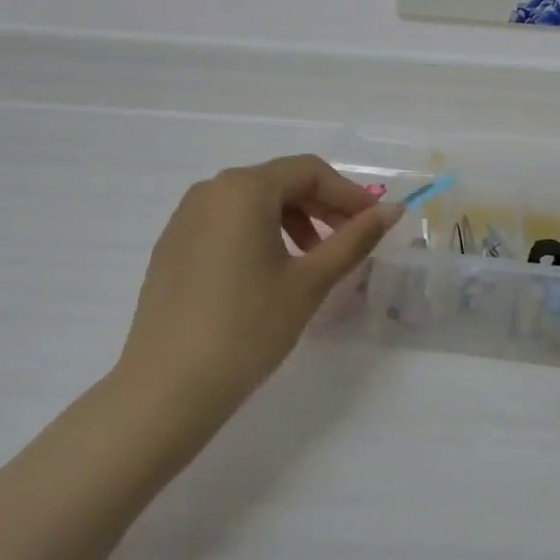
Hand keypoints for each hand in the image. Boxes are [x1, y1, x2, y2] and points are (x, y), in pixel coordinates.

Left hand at [113, 155, 399, 443]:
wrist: (167, 388)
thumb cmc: (248, 328)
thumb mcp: (310, 282)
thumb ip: (354, 239)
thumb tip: (392, 211)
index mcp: (244, 189)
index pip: (309, 172)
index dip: (348, 193)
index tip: (374, 222)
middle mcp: (210, 191)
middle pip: (279, 182)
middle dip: (321, 206)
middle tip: (350, 240)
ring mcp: (184, 217)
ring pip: (252, 202)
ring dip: (292, 220)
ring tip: (313, 259)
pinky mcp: (172, 245)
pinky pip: (226, 223)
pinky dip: (259, 234)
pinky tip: (270, 272)